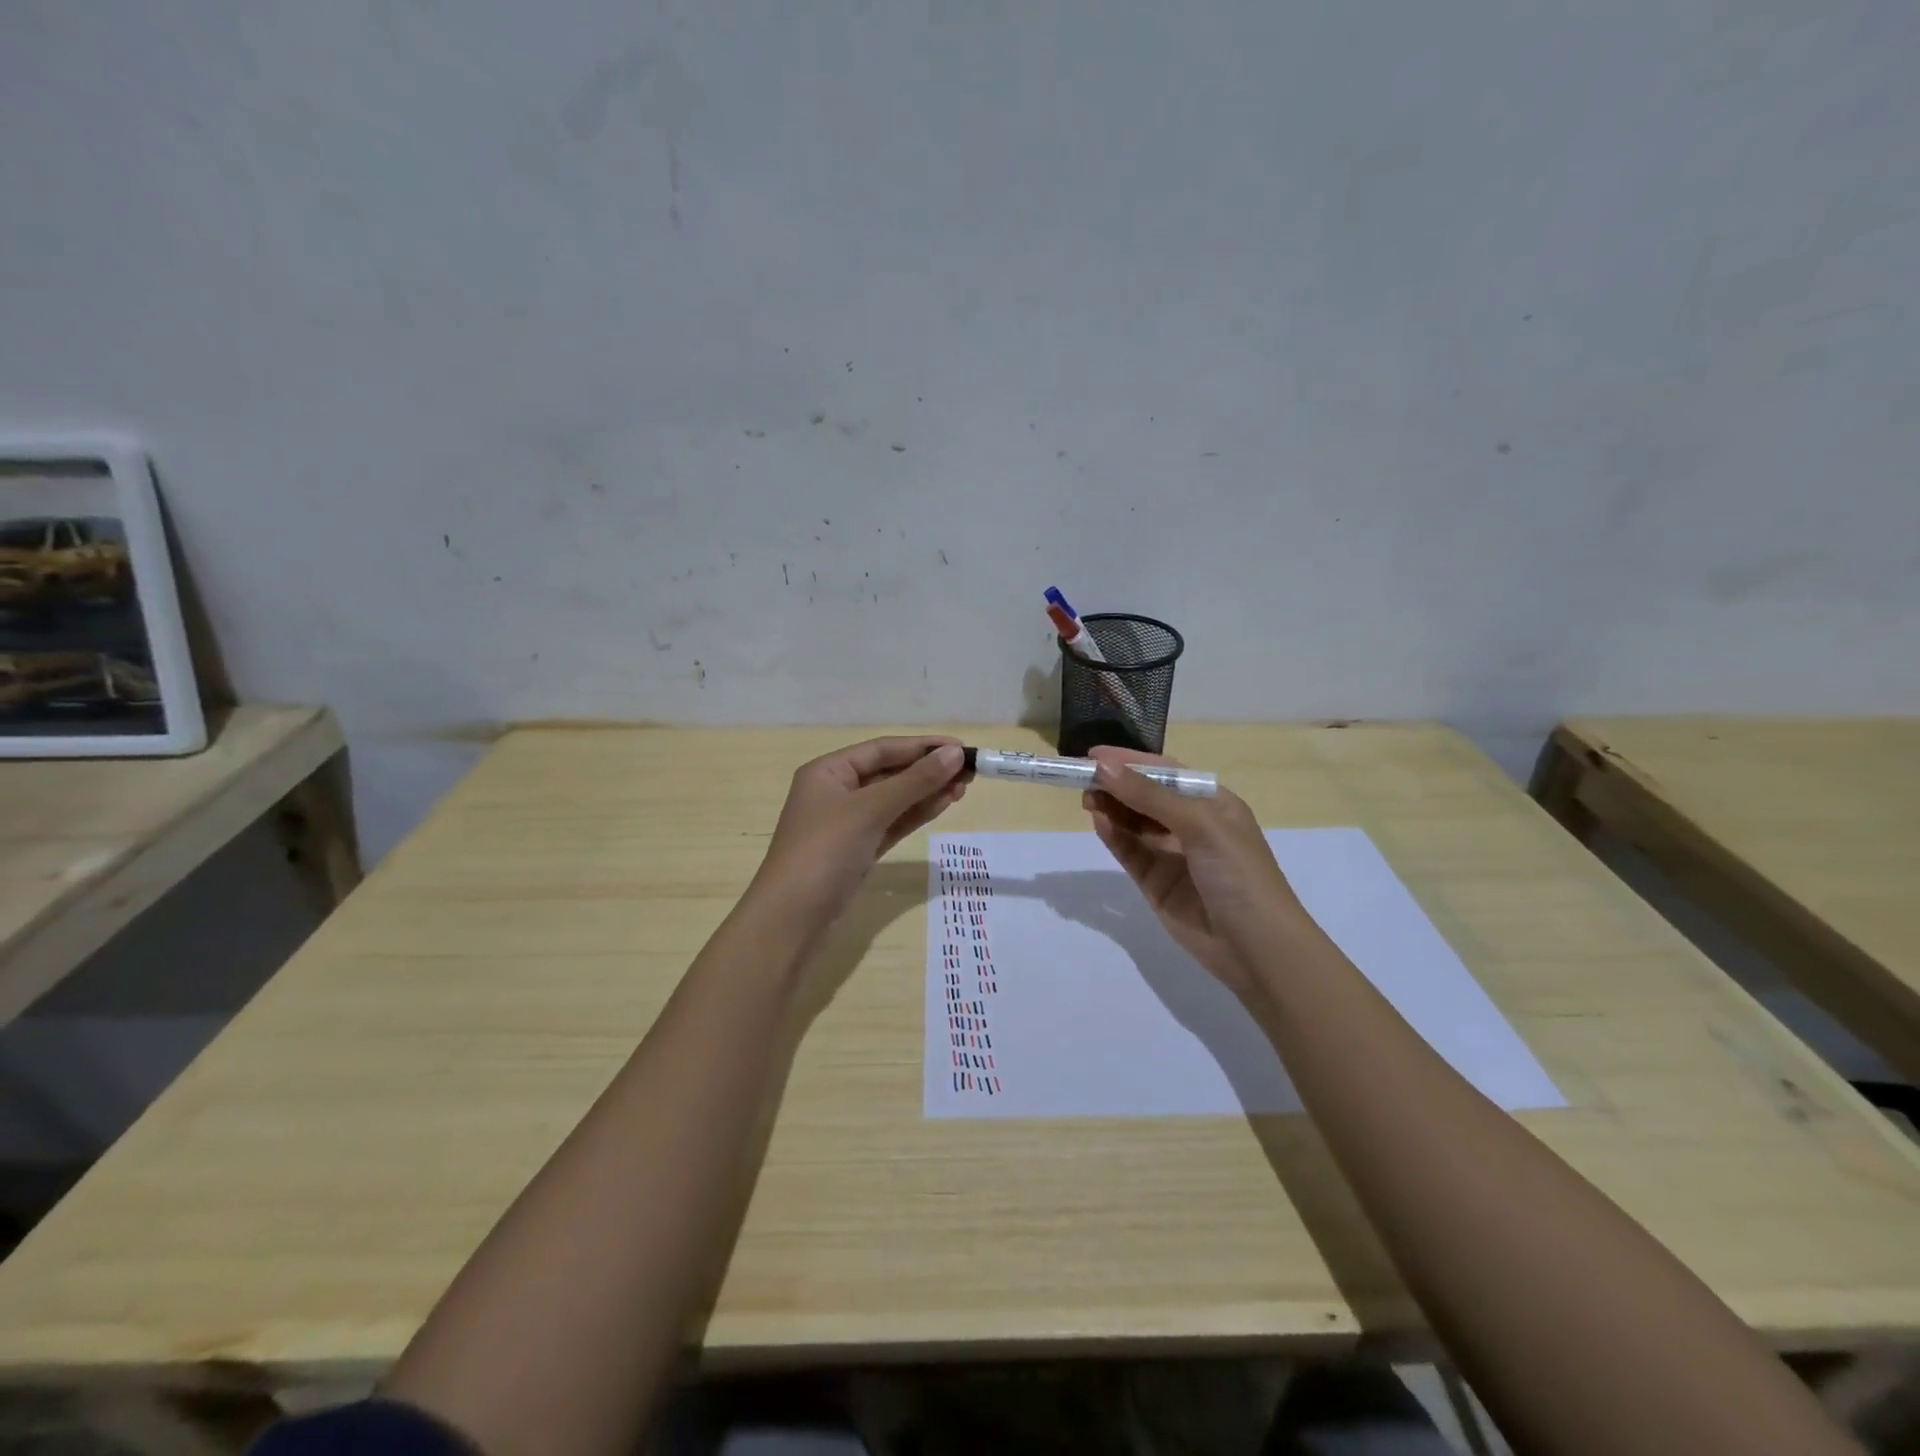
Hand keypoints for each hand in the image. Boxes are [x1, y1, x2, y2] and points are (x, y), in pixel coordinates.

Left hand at [753, 736, 967, 924]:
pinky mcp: (859, 849)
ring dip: (927, 792)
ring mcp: (848, 823)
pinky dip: (917, 813)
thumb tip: (955, 753)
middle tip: (970, 771)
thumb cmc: (824, 851)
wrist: (792, 919)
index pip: (882, 749)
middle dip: (928, 770)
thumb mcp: (870, 810)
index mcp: (828, 771)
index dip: (923, 746)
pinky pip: (893, 823)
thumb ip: (914, 781)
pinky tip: (944, 804)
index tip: (962, 747)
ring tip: (964, 787)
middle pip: (889, 772)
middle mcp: (837, 791)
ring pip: (894, 799)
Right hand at [1081, 747, 1303, 996]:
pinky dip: (1113, 836)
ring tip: (1086, 799)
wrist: (1257, 948)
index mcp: (1213, 803)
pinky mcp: (1156, 883)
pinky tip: (1098, 822)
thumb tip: (1103, 767)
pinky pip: (1130, 852)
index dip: (1131, 762)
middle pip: (1146, 796)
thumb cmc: (1239, 873)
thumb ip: (1149, 796)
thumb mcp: (1200, 825)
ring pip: (1134, 823)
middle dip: (1116, 785)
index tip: (1094, 755)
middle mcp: (1192, 825)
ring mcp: (1173, 855)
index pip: (1166, 772)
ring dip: (1111, 808)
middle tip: (1081, 778)